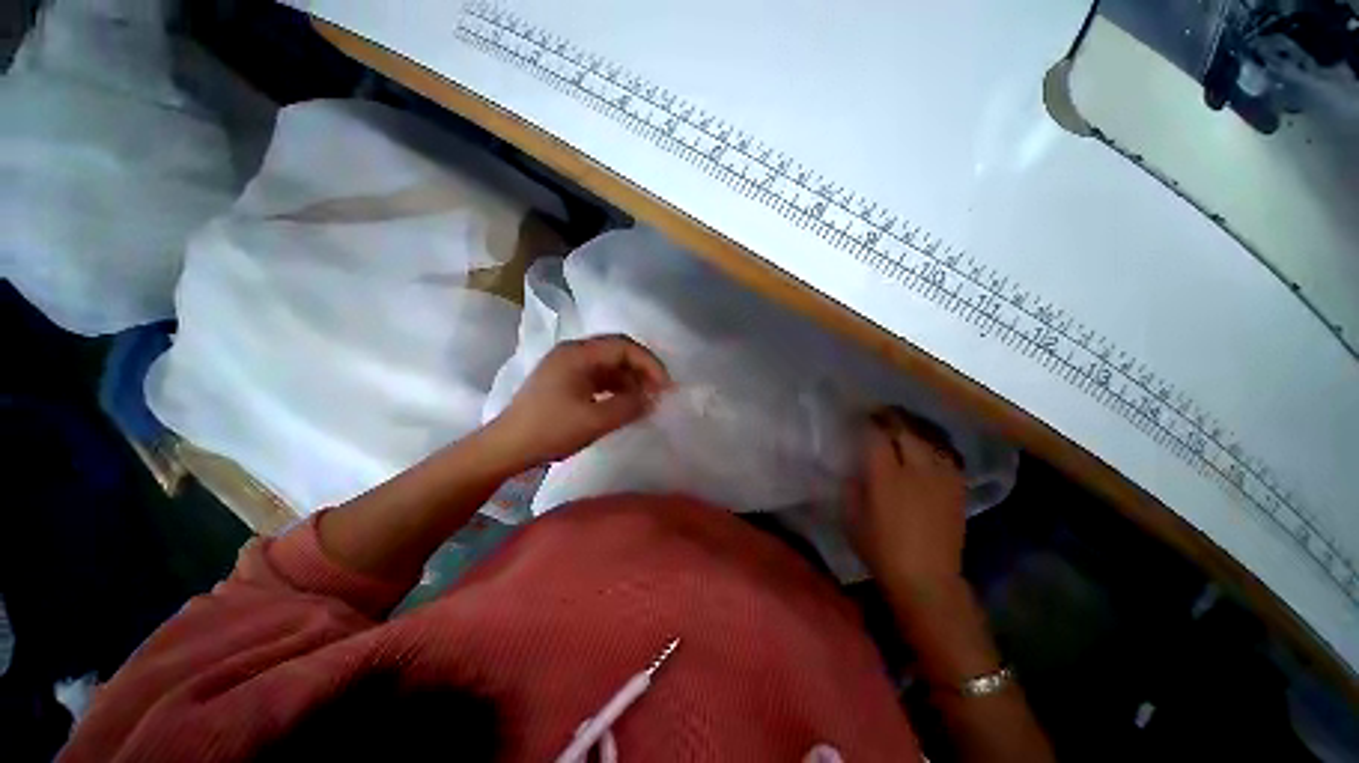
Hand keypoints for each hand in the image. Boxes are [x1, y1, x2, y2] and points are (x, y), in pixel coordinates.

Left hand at [485, 335, 671, 471]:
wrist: (506, 447)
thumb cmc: (549, 430)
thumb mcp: (594, 420)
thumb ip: (629, 406)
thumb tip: (653, 398)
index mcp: (577, 353)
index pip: (623, 346)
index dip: (649, 364)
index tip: (665, 387)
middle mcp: (573, 352)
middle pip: (617, 352)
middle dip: (642, 371)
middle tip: (659, 392)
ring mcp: (568, 366)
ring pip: (610, 365)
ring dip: (630, 380)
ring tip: (646, 401)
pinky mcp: (566, 381)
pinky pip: (600, 378)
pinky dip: (617, 388)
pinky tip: (626, 404)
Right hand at [847, 407, 967, 591]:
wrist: (927, 579)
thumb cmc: (880, 548)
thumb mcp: (851, 515)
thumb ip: (850, 483)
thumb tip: (853, 462)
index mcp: (886, 475)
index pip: (877, 433)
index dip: (867, 420)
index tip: (858, 415)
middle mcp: (916, 469)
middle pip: (905, 428)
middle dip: (890, 416)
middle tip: (878, 414)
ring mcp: (941, 476)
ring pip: (929, 436)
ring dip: (913, 425)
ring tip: (902, 423)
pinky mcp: (957, 487)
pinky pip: (948, 453)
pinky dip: (935, 443)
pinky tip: (927, 445)